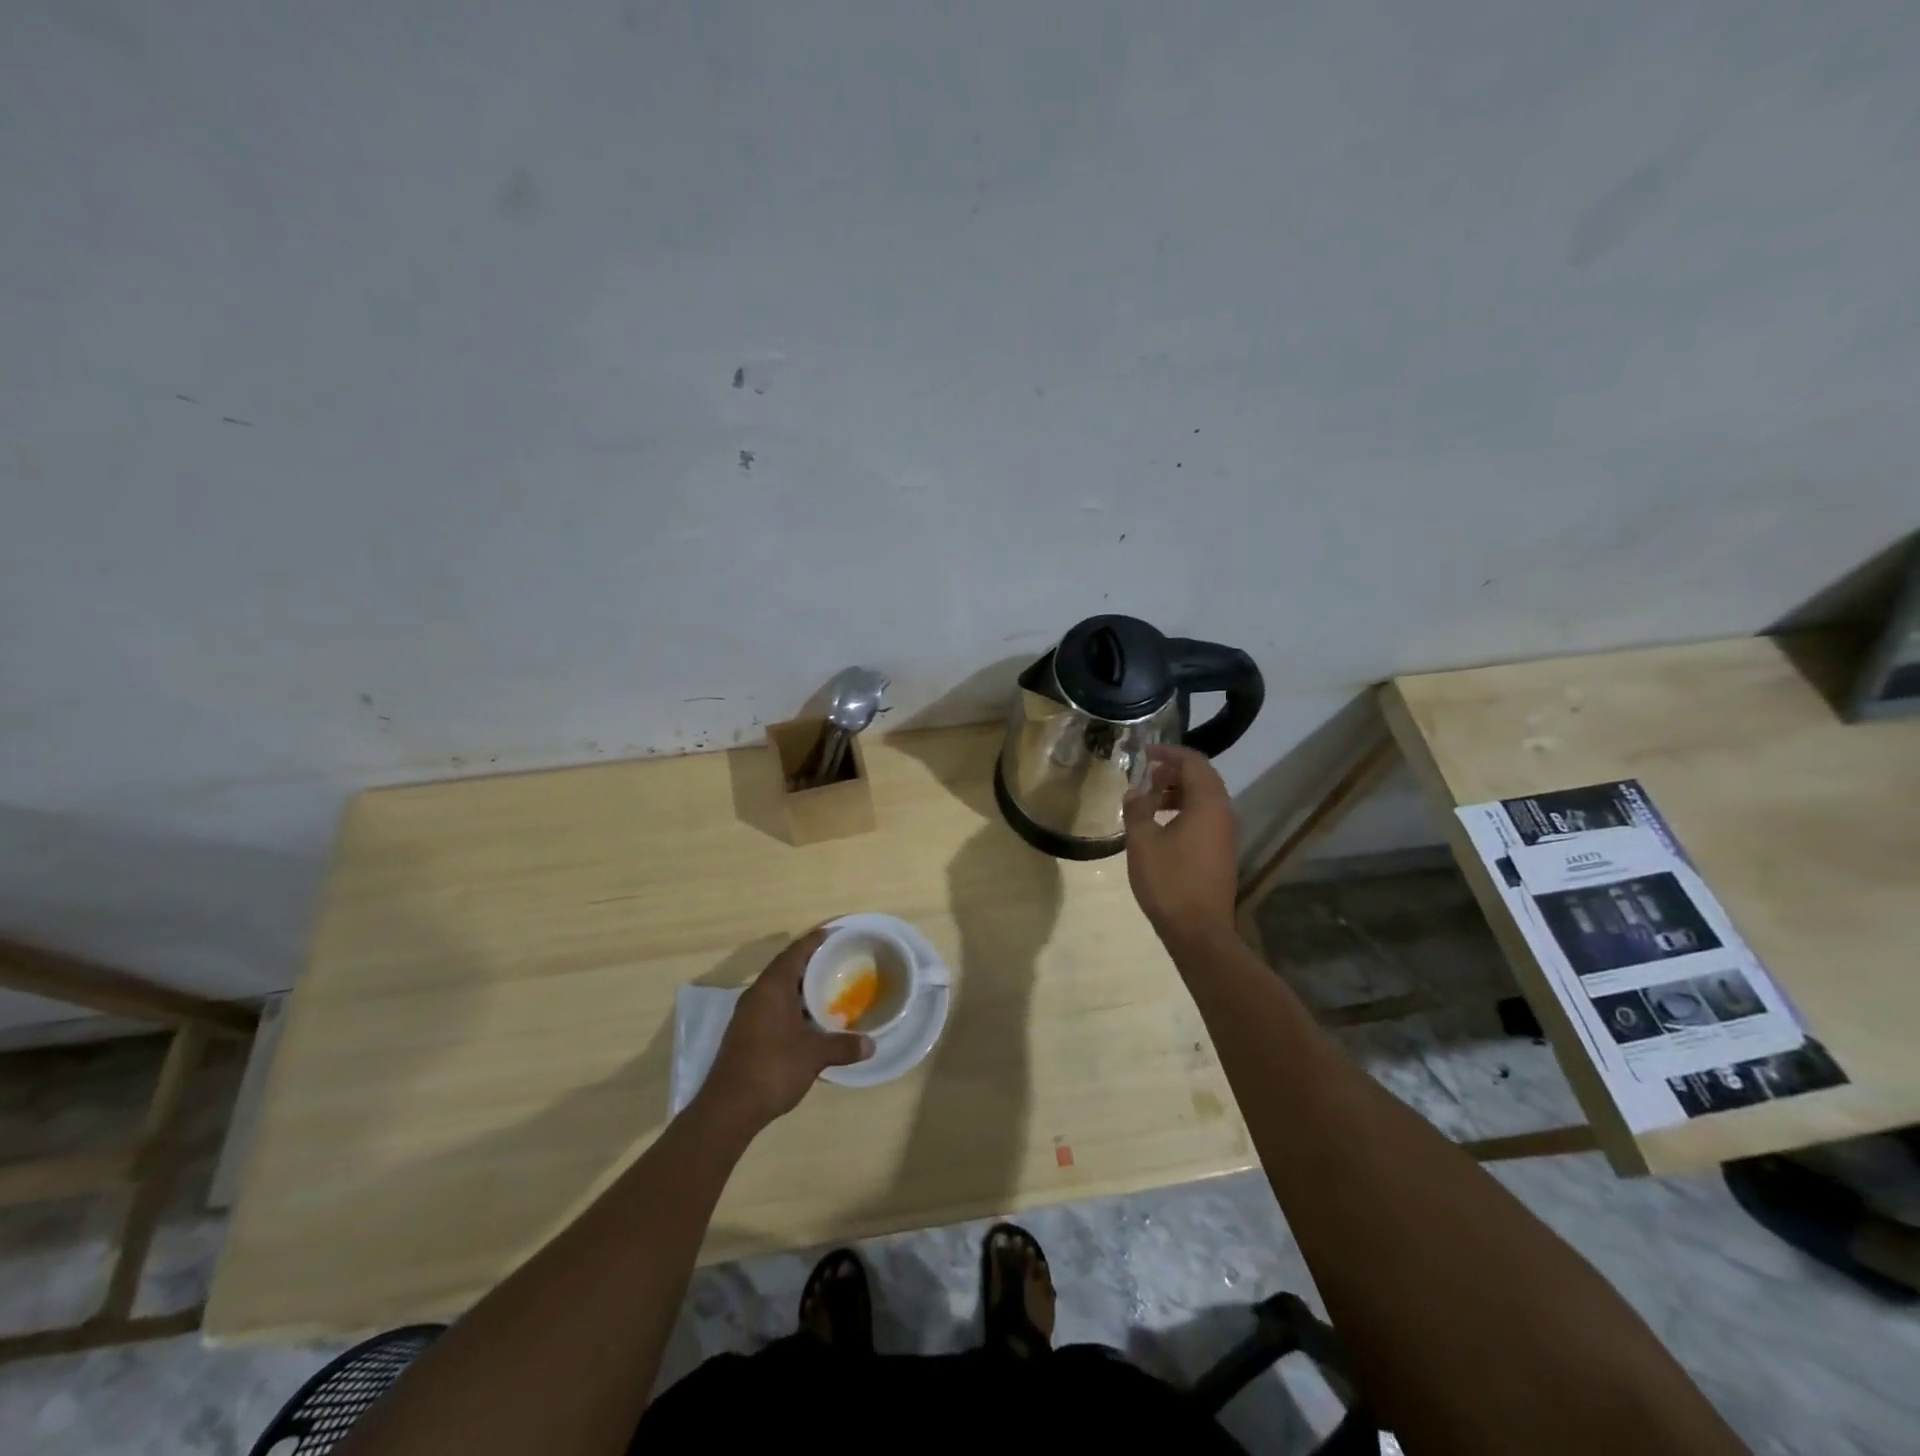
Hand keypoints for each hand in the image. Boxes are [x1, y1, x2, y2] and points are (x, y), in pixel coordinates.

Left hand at [699, 930, 872, 1131]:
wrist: (728, 1108)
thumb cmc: (773, 1068)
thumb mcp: (814, 1055)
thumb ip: (843, 1046)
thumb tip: (871, 1045)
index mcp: (772, 987)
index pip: (796, 952)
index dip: (815, 940)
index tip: (835, 932)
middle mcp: (757, 994)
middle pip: (786, 968)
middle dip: (810, 963)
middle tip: (838, 960)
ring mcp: (747, 1015)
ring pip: (778, 990)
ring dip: (800, 987)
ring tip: (828, 988)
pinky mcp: (744, 1034)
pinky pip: (772, 1007)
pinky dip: (792, 1006)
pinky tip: (809, 1020)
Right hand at [1122, 744, 1239, 943]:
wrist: (1199, 931)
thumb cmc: (1169, 881)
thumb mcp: (1143, 842)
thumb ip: (1138, 810)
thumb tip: (1135, 792)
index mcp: (1207, 803)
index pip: (1193, 762)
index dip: (1169, 753)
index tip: (1144, 753)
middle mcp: (1223, 813)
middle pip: (1202, 778)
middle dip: (1172, 772)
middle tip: (1144, 775)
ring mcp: (1225, 834)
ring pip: (1203, 799)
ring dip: (1177, 792)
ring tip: (1148, 800)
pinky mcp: (1220, 852)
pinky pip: (1204, 818)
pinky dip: (1183, 811)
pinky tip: (1160, 826)